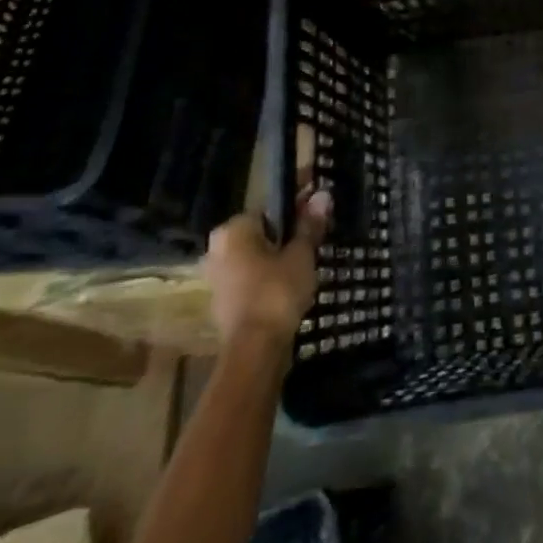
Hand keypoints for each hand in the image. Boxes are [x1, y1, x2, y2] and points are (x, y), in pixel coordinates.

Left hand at [203, 186, 330, 353]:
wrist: (255, 349)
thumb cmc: (277, 291)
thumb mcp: (301, 254)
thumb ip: (310, 224)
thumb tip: (323, 194)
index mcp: (233, 230)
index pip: (271, 204)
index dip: (298, 197)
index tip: (319, 194)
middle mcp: (218, 248)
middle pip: (263, 228)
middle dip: (290, 225)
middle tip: (320, 223)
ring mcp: (219, 275)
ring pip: (258, 251)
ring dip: (282, 248)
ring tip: (314, 247)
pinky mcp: (226, 298)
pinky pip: (254, 272)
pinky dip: (273, 269)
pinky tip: (297, 273)